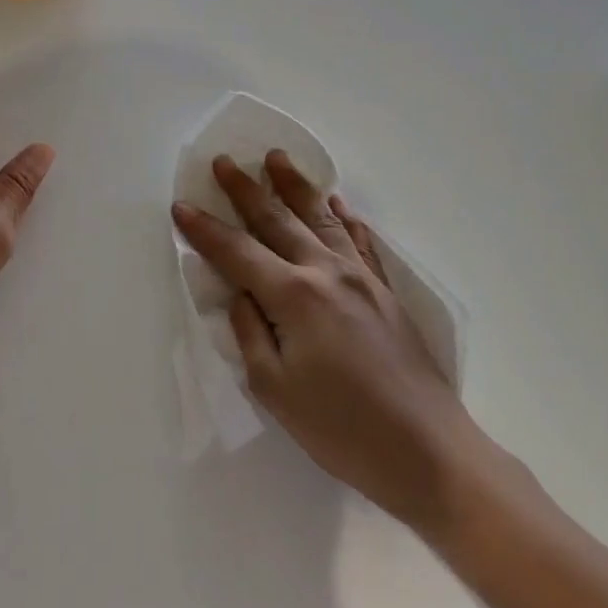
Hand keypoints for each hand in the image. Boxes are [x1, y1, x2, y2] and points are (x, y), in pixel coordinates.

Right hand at [172, 153, 481, 529]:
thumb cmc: (342, 428)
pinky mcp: (385, 290)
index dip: (206, 230)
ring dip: (295, 186)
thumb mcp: (276, 390)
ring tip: (276, 159)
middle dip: (246, 190)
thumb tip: (241, 294)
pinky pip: (361, 240)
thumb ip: (250, 333)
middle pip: (278, 220)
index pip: (238, 252)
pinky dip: (346, 217)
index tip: (181, 206)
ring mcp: (362, 277)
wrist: (426, 448)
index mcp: (295, 296)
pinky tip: (339, 202)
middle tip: (225, 162)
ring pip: (321, 218)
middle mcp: (327, 272)